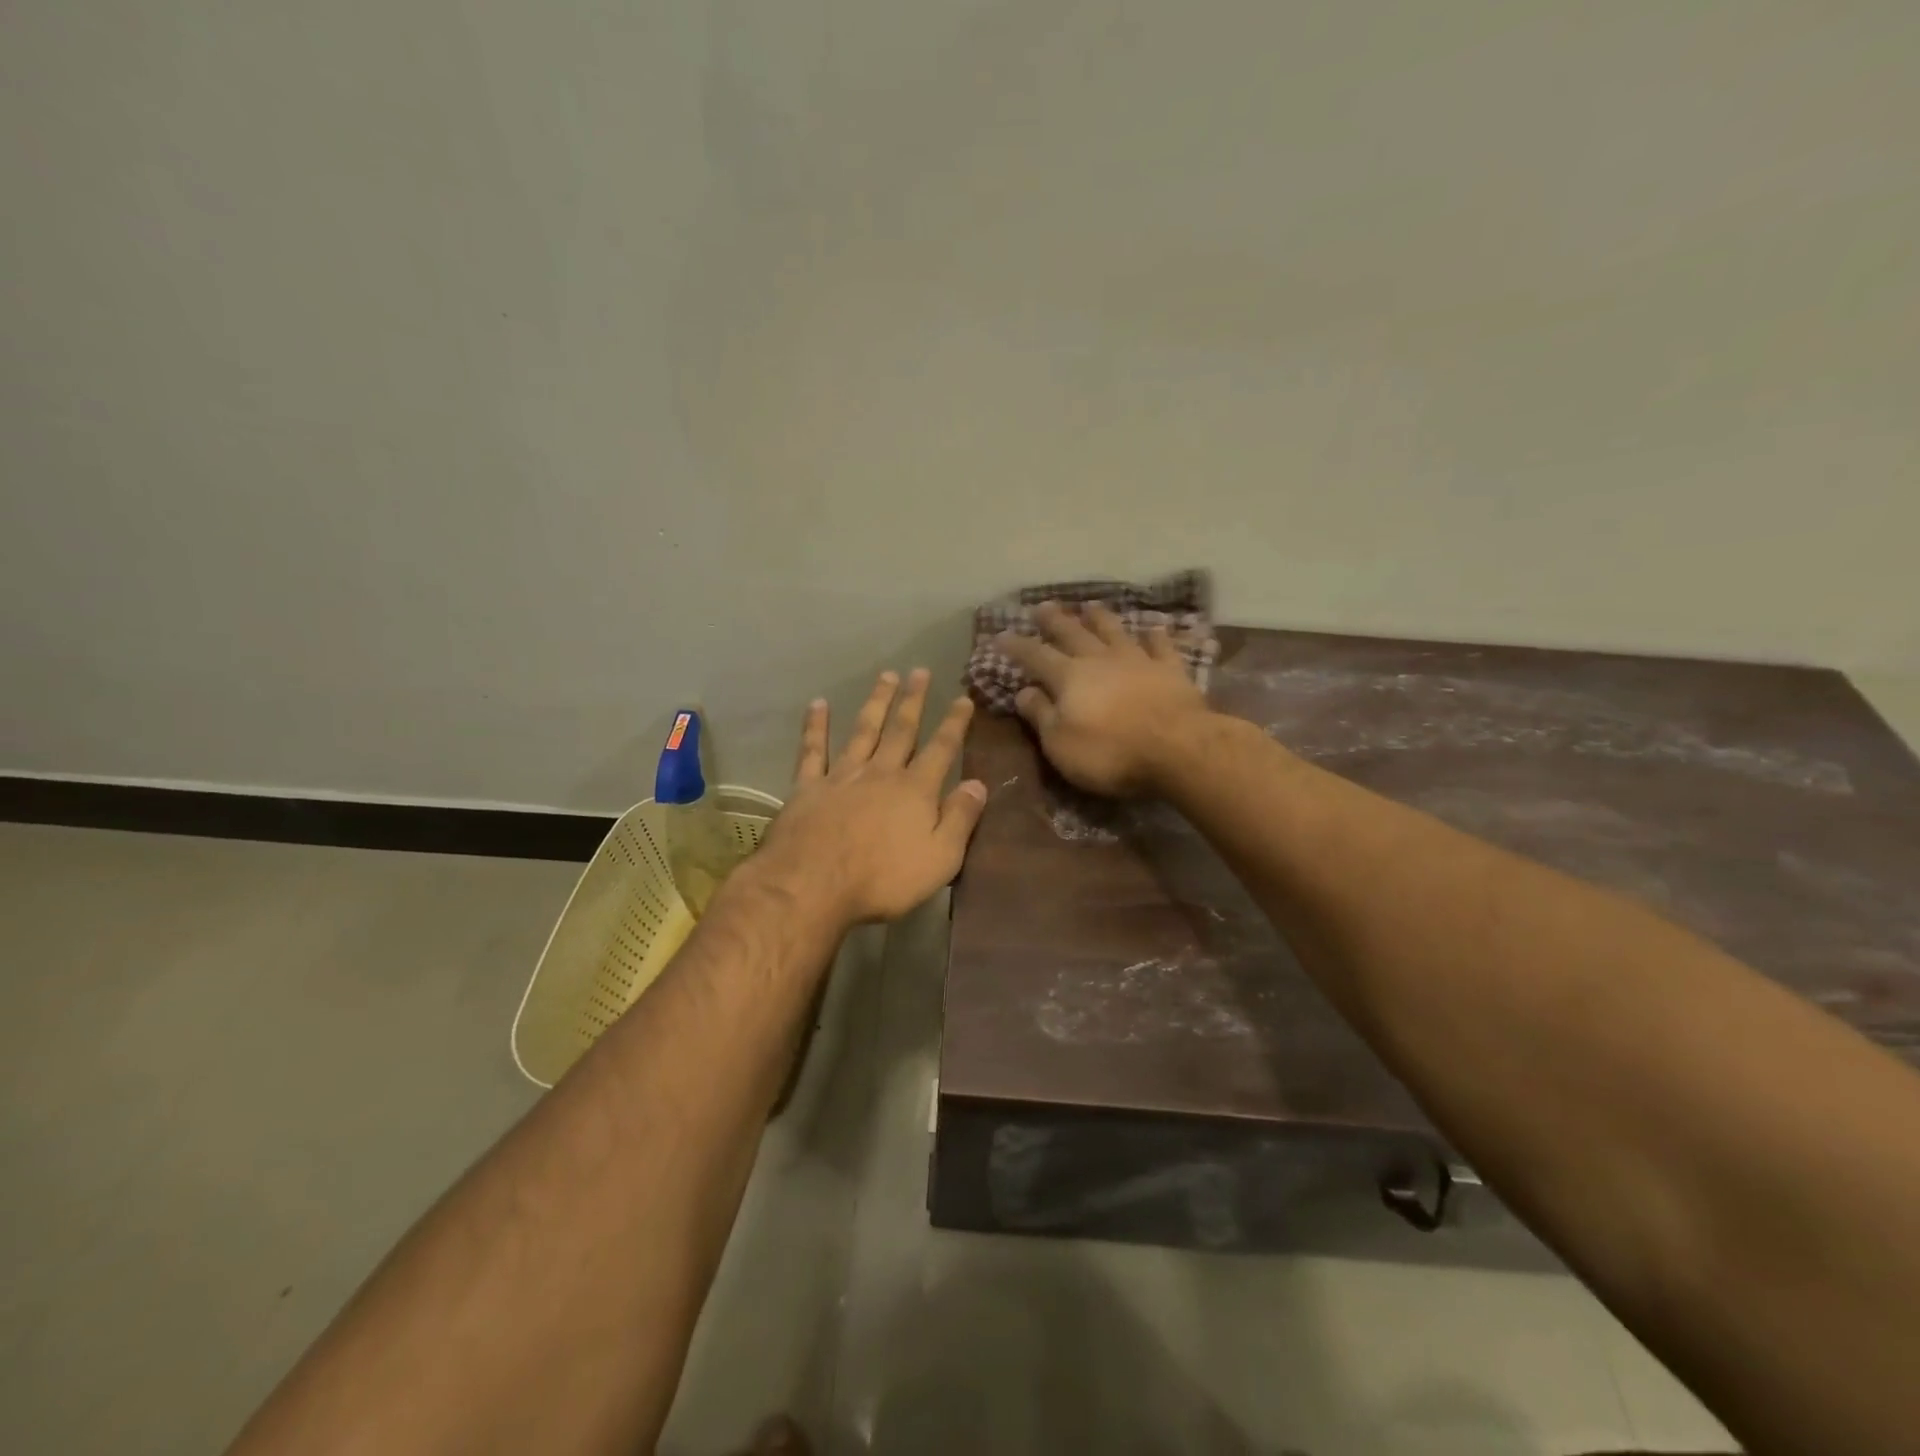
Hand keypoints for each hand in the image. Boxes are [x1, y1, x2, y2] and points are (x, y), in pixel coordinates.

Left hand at [753, 669, 987, 926]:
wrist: (813, 885)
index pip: (941, 749)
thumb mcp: (940, 858)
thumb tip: (979, 784)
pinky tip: (818, 704)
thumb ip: (960, 818)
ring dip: (876, 702)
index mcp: (915, 790)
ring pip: (863, 730)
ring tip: (886, 676)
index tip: (963, 698)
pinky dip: (816, 726)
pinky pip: (813, 750)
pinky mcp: (808, 787)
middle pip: (901, 730)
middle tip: (920, 671)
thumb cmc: (883, 879)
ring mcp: (842, 776)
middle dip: (913, 700)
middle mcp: (881, 773)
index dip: (954, 723)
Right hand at [997, 602, 1212, 795]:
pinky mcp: (1171, 670)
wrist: (1178, 748)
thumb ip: (1040, 714)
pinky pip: (1161, 646)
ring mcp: (1138, 661)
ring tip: (1089, 606)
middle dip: (1055, 621)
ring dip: (1100, 618)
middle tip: (1043, 606)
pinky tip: (1152, 628)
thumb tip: (1022, 691)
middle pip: (1073, 634)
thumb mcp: (1060, 743)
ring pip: (1114, 632)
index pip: (1035, 656)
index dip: (1017, 646)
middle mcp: (1100, 660)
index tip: (1001, 635)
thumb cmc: (1109, 752)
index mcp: (1069, 677)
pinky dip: (1155, 636)